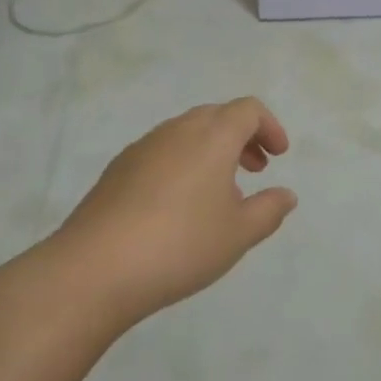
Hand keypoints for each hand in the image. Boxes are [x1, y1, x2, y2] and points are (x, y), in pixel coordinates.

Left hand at [32, 98, 296, 330]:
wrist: (93, 270)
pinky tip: (178, 206)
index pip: (247, 110)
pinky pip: (162, 152)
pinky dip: (183, 163)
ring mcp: (143, 147)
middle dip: (242, 137)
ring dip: (211, 150)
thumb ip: (269, 210)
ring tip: (219, 193)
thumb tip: (286, 195)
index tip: (278, 157)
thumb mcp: (238, 234)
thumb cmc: (179, 245)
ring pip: (187, 133)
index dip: (269, 127)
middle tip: (256, 170)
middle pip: (217, 115)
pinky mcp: (117, 169)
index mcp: (212, 136)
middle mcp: (177, 130)